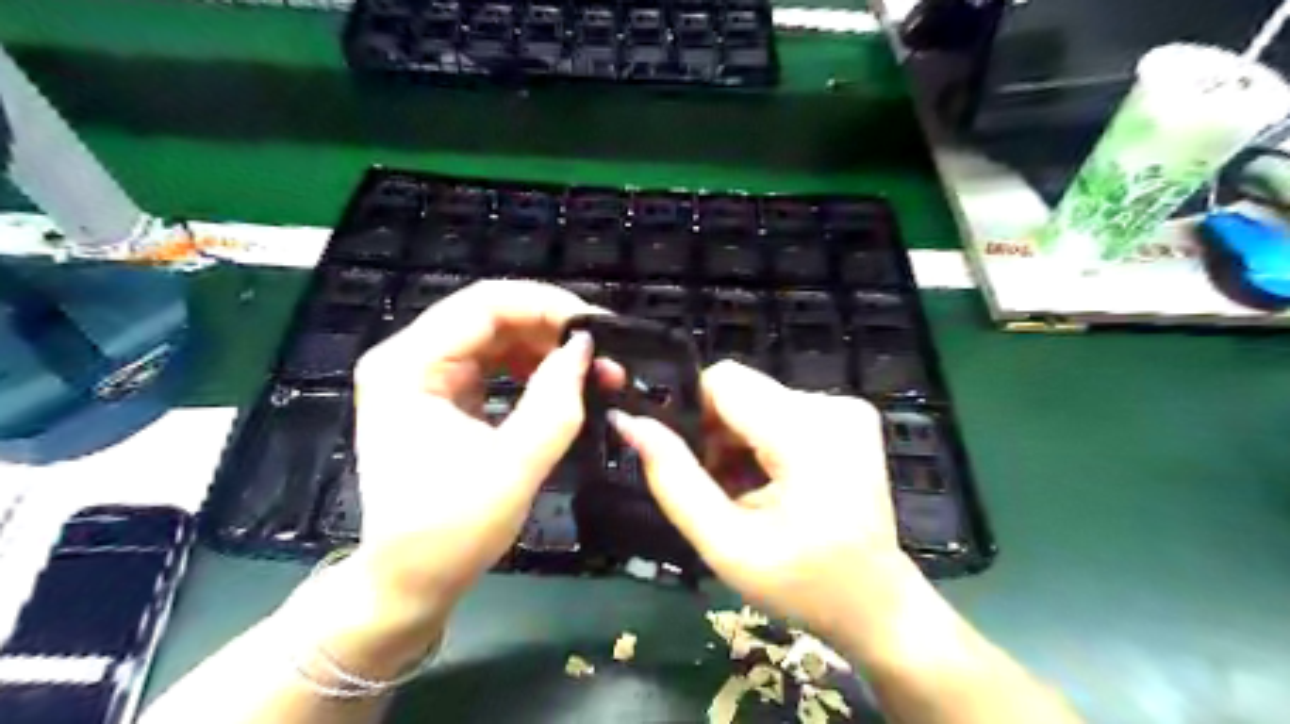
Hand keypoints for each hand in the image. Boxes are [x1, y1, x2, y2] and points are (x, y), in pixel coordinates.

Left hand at [313, 279, 595, 664]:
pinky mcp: (441, 396)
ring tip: (593, 374)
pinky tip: (563, 386)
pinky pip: (494, 365)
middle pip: (490, 316)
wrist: (409, 583)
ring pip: (496, 338)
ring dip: (546, 350)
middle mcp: (409, 359)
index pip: (484, 304)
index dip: (546, 305)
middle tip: (602, 355)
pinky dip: (532, 370)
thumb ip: (555, 401)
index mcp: (408, 366)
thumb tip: (584, 348)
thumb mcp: (514, 465)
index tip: (596, 327)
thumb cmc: (451, 533)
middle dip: (551, 330)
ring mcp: (423, 377)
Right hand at [610, 359, 909, 647]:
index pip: (723, 381)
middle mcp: (832, 406)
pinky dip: (765, 440)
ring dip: (739, 439)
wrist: (877, 603)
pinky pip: (783, 409)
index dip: (695, 415)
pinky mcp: (852, 416)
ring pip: (759, 400)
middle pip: (742, 390)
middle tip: (721, 488)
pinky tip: (772, 481)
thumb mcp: (725, 544)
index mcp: (806, 435)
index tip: (693, 463)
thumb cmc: (801, 583)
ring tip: (746, 491)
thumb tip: (630, 423)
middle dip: (717, 433)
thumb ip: (673, 480)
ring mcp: (848, 409)